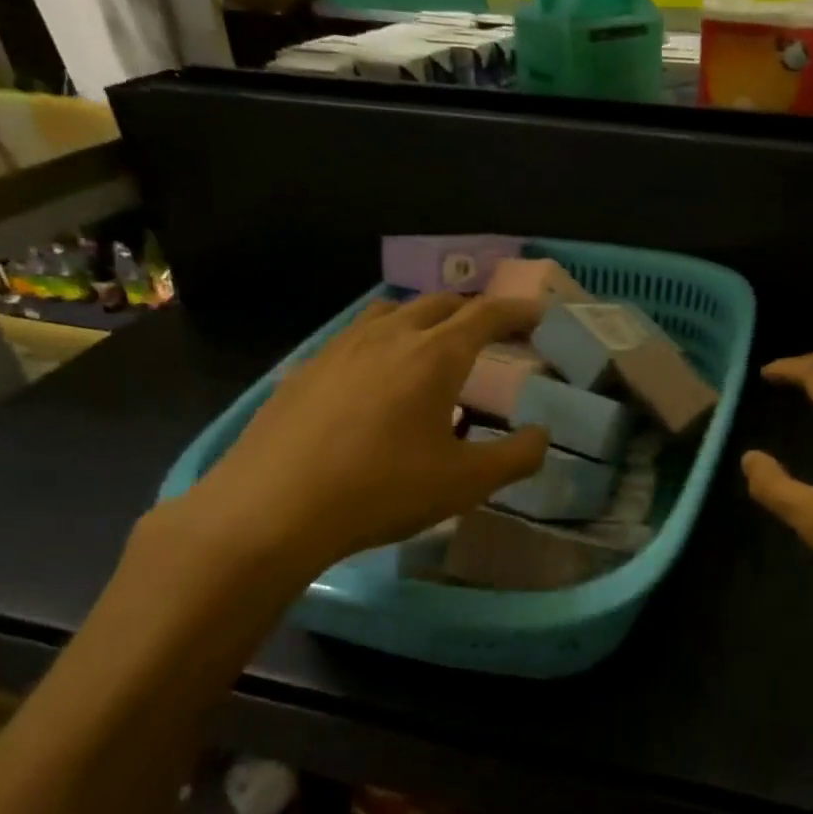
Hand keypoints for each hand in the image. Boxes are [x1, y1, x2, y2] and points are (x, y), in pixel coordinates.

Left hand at [163, 294, 548, 586]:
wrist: (271, 509)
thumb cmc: (382, 490)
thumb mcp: (465, 483)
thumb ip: (516, 457)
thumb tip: (541, 436)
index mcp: (435, 355)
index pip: (486, 315)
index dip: (516, 311)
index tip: (536, 316)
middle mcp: (390, 336)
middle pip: (440, 304)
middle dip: (473, 312)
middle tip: (493, 335)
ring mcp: (341, 348)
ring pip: (392, 312)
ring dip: (424, 319)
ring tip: (434, 346)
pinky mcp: (306, 368)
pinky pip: (356, 336)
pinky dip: (383, 340)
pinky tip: (375, 378)